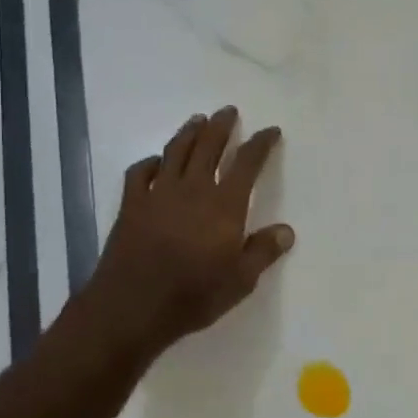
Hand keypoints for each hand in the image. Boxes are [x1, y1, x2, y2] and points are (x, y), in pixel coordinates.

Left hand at [84, 106, 293, 356]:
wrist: (133, 306)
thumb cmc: (193, 296)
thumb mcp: (240, 281)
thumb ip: (263, 251)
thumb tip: (286, 230)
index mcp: (224, 205)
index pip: (247, 164)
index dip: (261, 144)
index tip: (271, 131)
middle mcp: (192, 189)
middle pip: (208, 147)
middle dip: (221, 126)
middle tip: (228, 111)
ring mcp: (158, 194)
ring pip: (175, 151)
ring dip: (189, 133)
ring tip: (198, 120)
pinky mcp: (131, 205)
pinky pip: (140, 173)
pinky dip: (150, 162)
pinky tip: (156, 162)